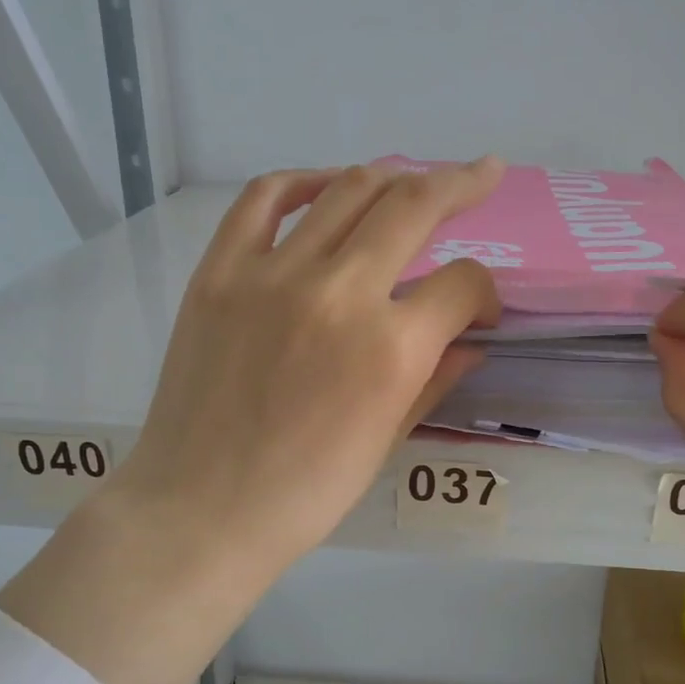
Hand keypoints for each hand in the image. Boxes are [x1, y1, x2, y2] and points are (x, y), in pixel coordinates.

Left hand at [108, 159, 503, 589]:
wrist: (201, 509)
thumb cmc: (306, 493)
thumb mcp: (388, 440)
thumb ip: (435, 378)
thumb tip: (469, 341)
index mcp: (391, 349)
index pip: (461, 284)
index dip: (484, 292)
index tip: (478, 310)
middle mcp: (339, 293)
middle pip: (414, 206)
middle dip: (461, 185)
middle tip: (483, 175)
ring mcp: (273, 274)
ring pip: (348, 189)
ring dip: (394, 176)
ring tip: (412, 180)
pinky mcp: (220, 271)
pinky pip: (264, 199)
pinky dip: (303, 181)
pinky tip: (327, 186)